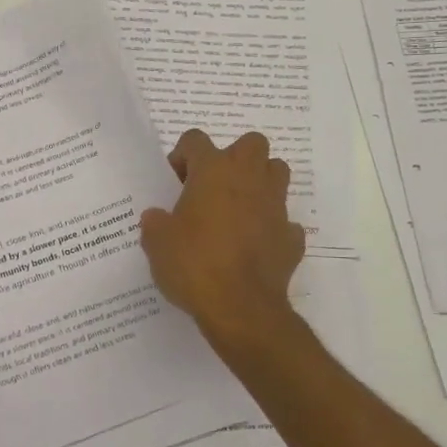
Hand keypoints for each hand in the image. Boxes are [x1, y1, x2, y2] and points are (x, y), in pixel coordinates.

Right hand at [141, 130, 304, 343]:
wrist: (240, 306)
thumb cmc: (193, 264)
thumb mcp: (156, 242)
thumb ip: (155, 222)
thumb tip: (157, 217)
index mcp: (213, 171)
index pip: (195, 140)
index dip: (182, 156)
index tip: (174, 182)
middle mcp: (249, 179)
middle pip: (251, 143)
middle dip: (234, 157)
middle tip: (213, 186)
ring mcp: (275, 206)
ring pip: (277, 173)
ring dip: (259, 183)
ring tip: (237, 209)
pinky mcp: (291, 236)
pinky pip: (283, 221)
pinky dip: (271, 227)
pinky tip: (254, 246)